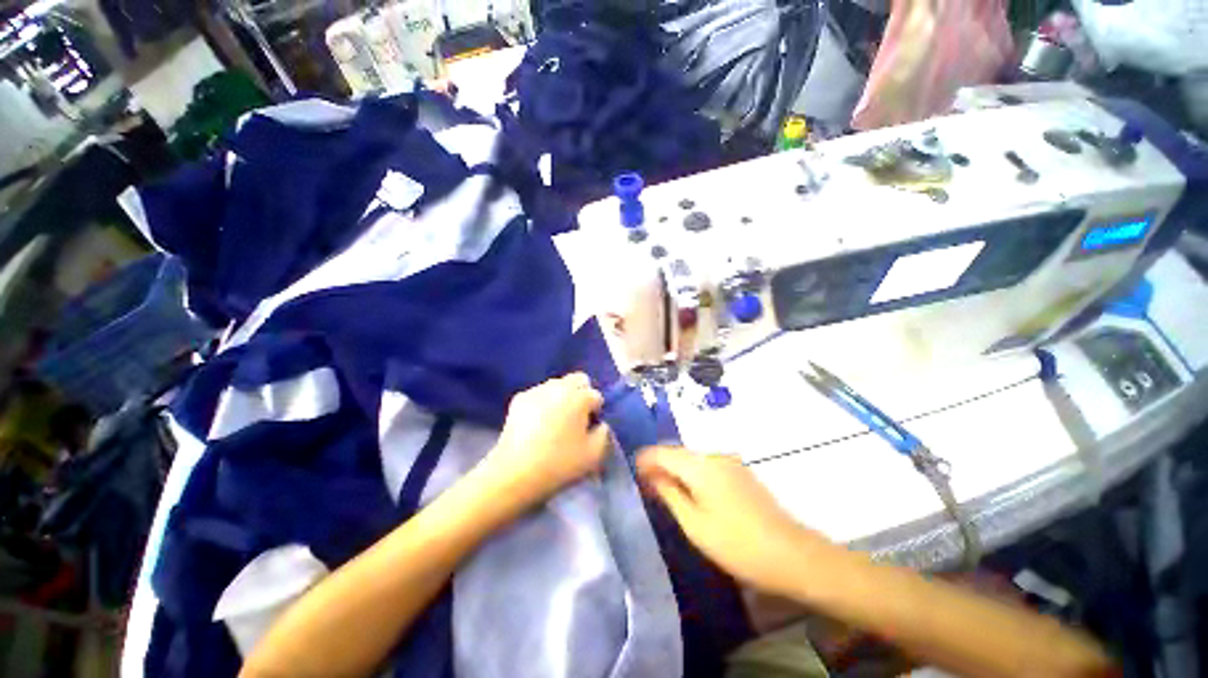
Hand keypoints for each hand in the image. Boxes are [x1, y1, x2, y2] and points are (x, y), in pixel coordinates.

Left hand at [486, 373, 610, 502]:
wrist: (515, 472)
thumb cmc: (559, 463)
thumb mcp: (594, 455)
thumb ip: (604, 434)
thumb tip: (600, 424)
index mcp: (579, 397)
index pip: (596, 396)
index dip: (596, 412)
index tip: (590, 428)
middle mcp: (559, 386)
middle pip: (578, 379)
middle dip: (582, 394)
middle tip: (577, 417)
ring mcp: (537, 390)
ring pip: (557, 385)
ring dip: (562, 396)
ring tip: (556, 420)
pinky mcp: (519, 399)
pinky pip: (539, 394)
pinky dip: (543, 402)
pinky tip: (538, 422)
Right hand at [636, 446, 833, 595]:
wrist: (791, 554)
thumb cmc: (736, 543)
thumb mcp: (694, 523)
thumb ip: (669, 494)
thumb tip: (651, 476)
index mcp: (700, 465)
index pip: (664, 452)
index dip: (646, 459)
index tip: (632, 470)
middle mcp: (714, 455)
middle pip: (679, 452)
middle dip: (659, 463)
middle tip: (644, 482)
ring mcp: (731, 462)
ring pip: (693, 458)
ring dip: (676, 468)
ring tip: (662, 487)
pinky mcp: (741, 472)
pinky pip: (708, 465)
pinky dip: (693, 473)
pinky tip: (689, 489)